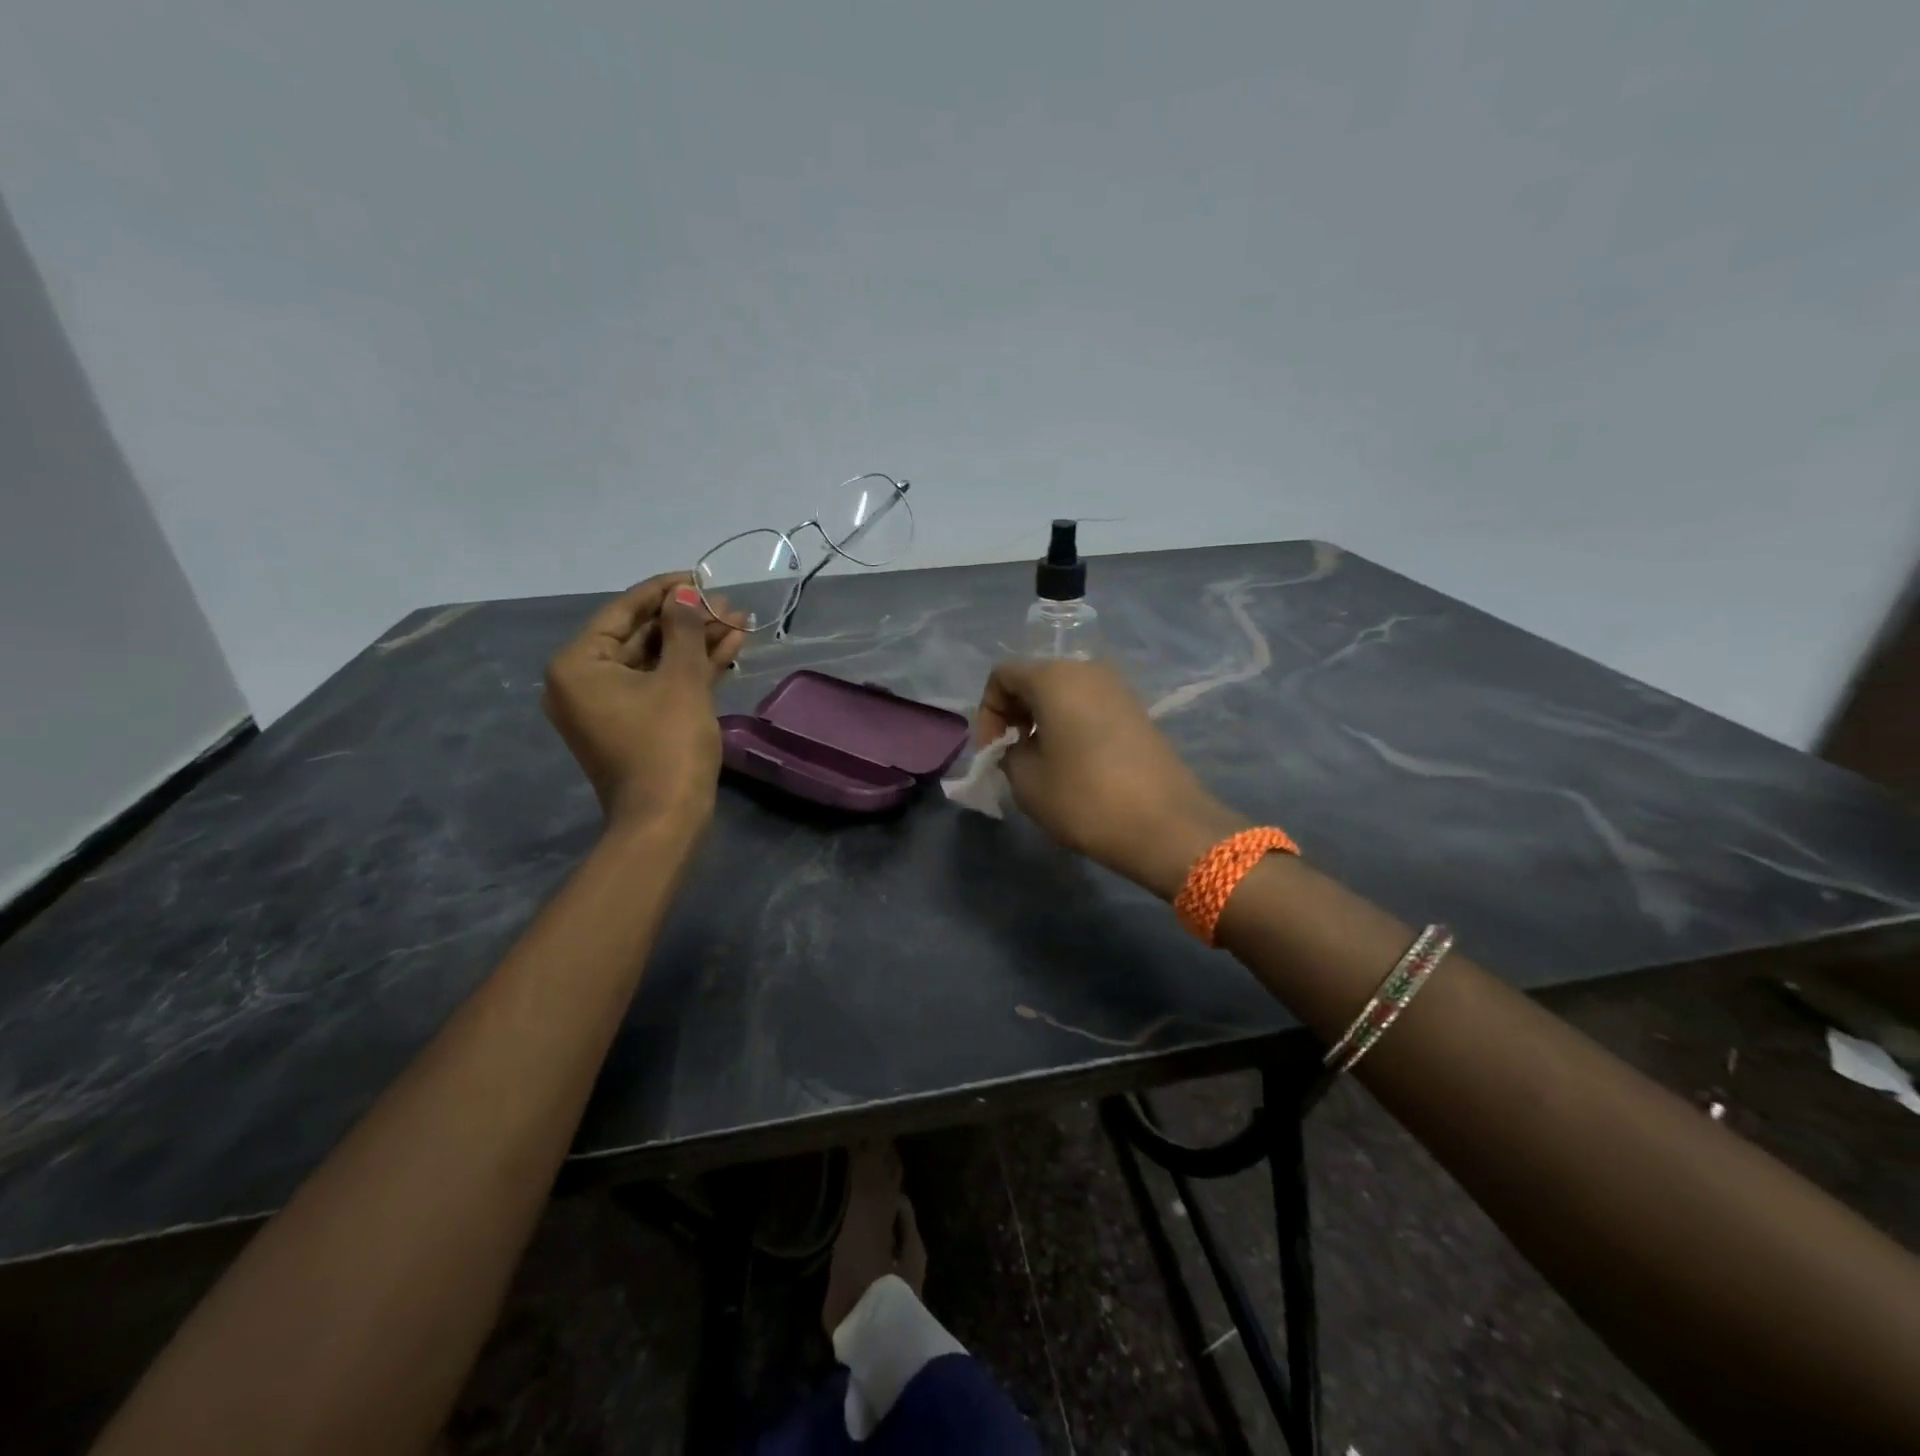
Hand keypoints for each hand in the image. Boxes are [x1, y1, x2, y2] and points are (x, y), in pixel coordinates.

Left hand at [543, 574, 745, 831]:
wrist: (667, 819)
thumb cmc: (667, 744)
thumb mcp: (681, 679)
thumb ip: (684, 629)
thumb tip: (686, 594)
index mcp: (579, 665)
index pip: (623, 612)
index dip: (666, 591)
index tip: (700, 577)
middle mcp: (584, 681)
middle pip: (642, 636)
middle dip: (689, 620)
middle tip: (728, 605)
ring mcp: (610, 706)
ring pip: (657, 662)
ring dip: (697, 643)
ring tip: (739, 622)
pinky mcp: (634, 725)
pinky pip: (660, 686)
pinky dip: (692, 670)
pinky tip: (730, 649)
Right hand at [975, 659, 1245, 898]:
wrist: (1166, 825)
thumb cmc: (1085, 798)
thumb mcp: (1026, 781)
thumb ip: (1009, 753)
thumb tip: (1017, 746)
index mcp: (1054, 677)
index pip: (1002, 675)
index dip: (987, 712)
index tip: (992, 752)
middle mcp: (1087, 670)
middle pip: (1035, 679)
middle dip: (1015, 714)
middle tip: (1011, 756)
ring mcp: (1118, 689)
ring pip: (1064, 693)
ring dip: (1043, 721)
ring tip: (1041, 763)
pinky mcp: (1137, 712)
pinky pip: (1089, 707)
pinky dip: (1071, 726)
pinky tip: (1073, 764)